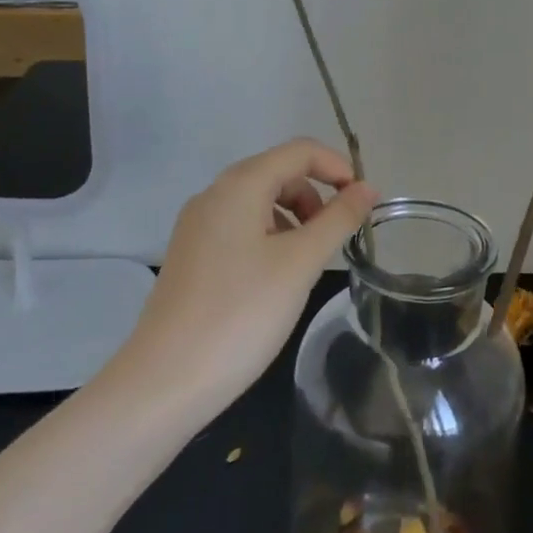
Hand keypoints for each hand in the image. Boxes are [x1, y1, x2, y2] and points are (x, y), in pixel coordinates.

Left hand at [127, 139, 376, 413]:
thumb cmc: (241, 314)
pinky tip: (276, 278)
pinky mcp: (191, 254)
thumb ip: (338, 219)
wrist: (164, 382)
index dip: (338, 167)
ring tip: (308, 263)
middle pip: (279, 172)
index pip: (300, 151)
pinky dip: (270, 237)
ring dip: (294, 218)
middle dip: (316, 196)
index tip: (363, 203)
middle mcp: (214, 194)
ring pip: (259, 201)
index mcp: (240, 184)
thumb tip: (368, 188)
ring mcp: (197, 225)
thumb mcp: (300, 263)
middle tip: (338, 238)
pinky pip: (240, 227)